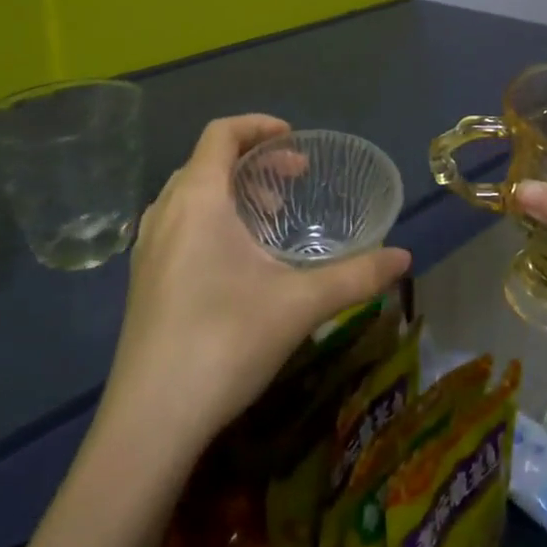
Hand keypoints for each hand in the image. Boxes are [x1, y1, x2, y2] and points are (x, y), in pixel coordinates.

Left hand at [100, 115, 410, 455]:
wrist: (150, 421)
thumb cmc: (225, 342)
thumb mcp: (299, 305)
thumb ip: (356, 275)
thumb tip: (404, 258)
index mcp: (197, 199)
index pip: (221, 133)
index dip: (258, 125)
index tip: (295, 141)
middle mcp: (165, 212)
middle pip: (207, 161)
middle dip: (253, 162)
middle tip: (293, 183)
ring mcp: (147, 247)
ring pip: (191, 194)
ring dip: (232, 192)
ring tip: (270, 220)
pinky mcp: (143, 278)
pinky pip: (178, 223)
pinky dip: (211, 219)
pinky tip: (238, 261)